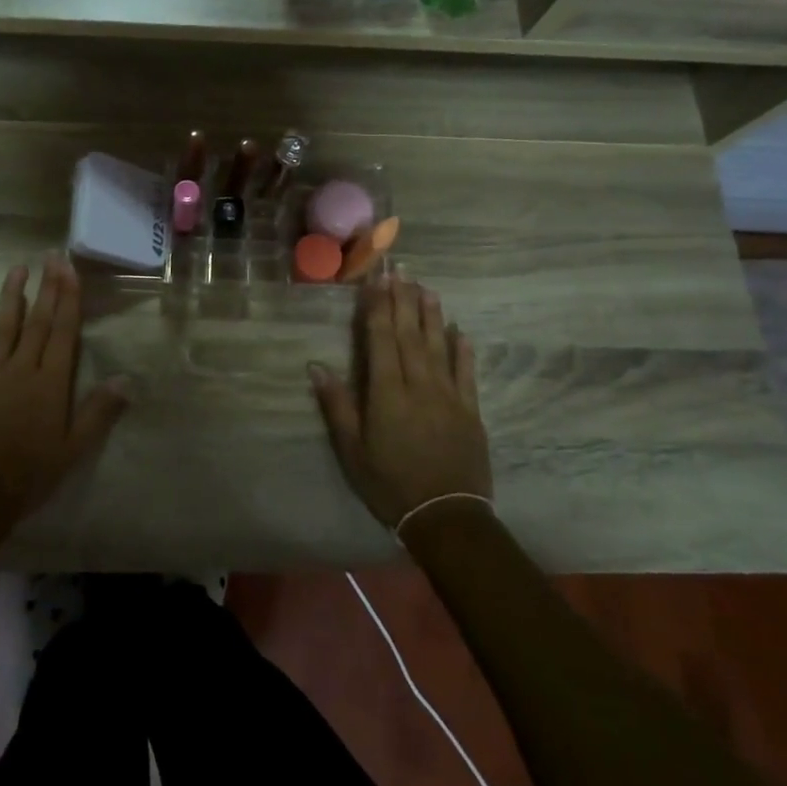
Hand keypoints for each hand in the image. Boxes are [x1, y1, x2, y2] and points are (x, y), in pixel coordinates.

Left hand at [0, 255, 130, 542]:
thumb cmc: (30, 475)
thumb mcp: (74, 450)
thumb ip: (99, 412)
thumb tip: (127, 379)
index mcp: (50, 383)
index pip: (62, 331)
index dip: (67, 298)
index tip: (68, 269)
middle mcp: (21, 369)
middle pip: (36, 321)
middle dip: (46, 287)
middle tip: (50, 256)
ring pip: (3, 327)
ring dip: (11, 296)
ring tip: (17, 269)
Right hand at [310, 276, 490, 529]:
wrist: (447, 516)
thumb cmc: (390, 484)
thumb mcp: (352, 451)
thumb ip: (337, 406)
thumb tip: (316, 366)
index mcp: (387, 392)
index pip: (381, 339)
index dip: (378, 307)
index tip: (376, 280)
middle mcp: (419, 384)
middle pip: (409, 334)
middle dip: (403, 299)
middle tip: (400, 269)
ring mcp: (449, 395)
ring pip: (438, 345)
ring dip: (432, 315)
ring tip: (427, 287)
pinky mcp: (470, 410)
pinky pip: (466, 372)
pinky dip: (463, 350)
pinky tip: (460, 331)